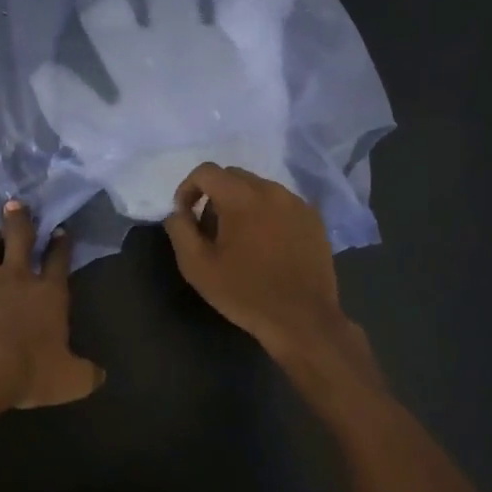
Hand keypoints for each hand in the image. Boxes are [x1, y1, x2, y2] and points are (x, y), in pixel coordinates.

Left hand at [0, 201, 104, 415]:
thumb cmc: (27, 371)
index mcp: (47, 293)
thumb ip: (85, 374)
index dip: (61, 244)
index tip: (60, 230)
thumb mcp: (69, 381)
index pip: (58, 260)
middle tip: (15, 205)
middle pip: (18, 235)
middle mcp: (14, 278)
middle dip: (19, 217)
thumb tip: (99, 375)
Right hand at [162, 162, 352, 360]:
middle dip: (214, 196)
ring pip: (258, 189)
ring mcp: (296, 203)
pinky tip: (266, 246)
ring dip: (241, 205)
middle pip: (233, 176)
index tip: (185, 216)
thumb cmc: (244, 292)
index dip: (188, 189)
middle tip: (210, 231)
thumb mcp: (197, 266)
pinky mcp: (313, 219)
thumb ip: (180, 229)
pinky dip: (266, 214)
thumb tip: (178, 212)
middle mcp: (271, 190)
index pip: (206, 171)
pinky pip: (280, 204)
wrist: (302, 320)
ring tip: (239, 240)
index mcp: (241, 196)